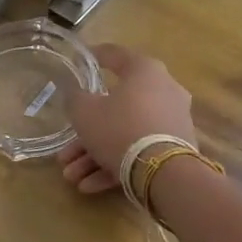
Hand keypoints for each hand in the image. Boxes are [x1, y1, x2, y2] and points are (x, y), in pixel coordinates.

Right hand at [58, 45, 197, 195]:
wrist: (163, 172)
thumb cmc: (119, 128)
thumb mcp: (84, 112)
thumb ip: (76, 98)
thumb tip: (77, 95)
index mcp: (145, 71)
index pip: (116, 55)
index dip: (96, 56)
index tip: (83, 59)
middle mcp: (164, 92)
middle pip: (115, 109)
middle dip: (86, 135)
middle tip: (65, 152)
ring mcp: (171, 122)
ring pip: (125, 135)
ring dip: (94, 157)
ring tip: (72, 177)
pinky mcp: (175, 150)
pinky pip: (139, 153)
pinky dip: (114, 166)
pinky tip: (89, 186)